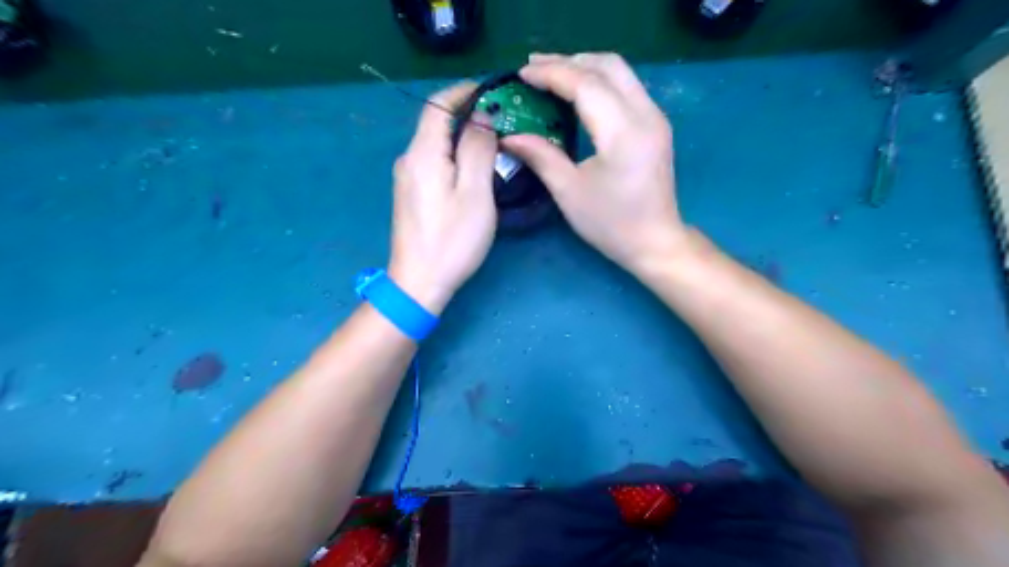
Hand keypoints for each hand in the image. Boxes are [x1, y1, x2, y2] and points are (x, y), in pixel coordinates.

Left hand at [387, 82, 494, 314]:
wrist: (419, 282)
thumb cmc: (452, 240)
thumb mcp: (474, 193)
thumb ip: (478, 150)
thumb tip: (482, 119)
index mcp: (423, 154)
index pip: (437, 105)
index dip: (462, 92)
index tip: (491, 91)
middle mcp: (409, 160)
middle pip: (435, 123)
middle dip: (467, 115)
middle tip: (502, 121)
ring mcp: (407, 179)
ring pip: (436, 145)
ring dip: (462, 137)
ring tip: (494, 144)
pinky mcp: (411, 195)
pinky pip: (433, 162)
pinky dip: (454, 156)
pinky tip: (473, 170)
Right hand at [503, 53, 690, 275]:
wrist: (655, 242)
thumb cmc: (611, 223)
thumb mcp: (569, 192)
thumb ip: (540, 157)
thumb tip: (509, 136)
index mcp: (623, 132)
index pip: (585, 85)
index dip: (551, 74)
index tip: (522, 74)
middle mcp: (646, 115)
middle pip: (607, 66)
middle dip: (568, 61)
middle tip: (533, 68)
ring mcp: (655, 117)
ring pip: (620, 72)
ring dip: (585, 67)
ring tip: (551, 74)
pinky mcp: (656, 125)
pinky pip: (626, 87)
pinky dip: (599, 80)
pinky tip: (578, 92)